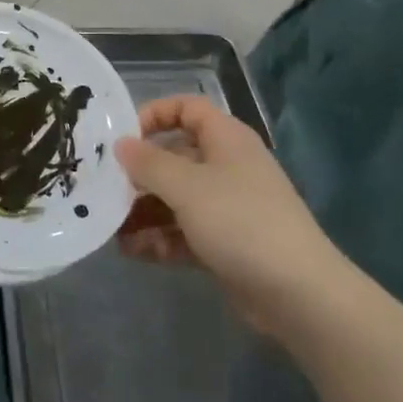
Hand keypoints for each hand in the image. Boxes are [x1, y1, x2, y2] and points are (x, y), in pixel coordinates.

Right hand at [115, 95, 337, 334]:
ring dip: (144, 212)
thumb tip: (121, 145)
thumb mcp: (187, 187)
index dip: (153, 115)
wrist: (297, 292)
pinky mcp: (226, 243)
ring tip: (112, 230)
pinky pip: (184, 232)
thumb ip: (149, 163)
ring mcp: (228, 207)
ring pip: (176, 199)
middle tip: (105, 190)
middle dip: (139, 174)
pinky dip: (160, 239)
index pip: (187, 109)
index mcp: (225, 139)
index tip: (122, 138)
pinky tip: (132, 252)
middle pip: (175, 157)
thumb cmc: (240, 221)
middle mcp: (227, 166)